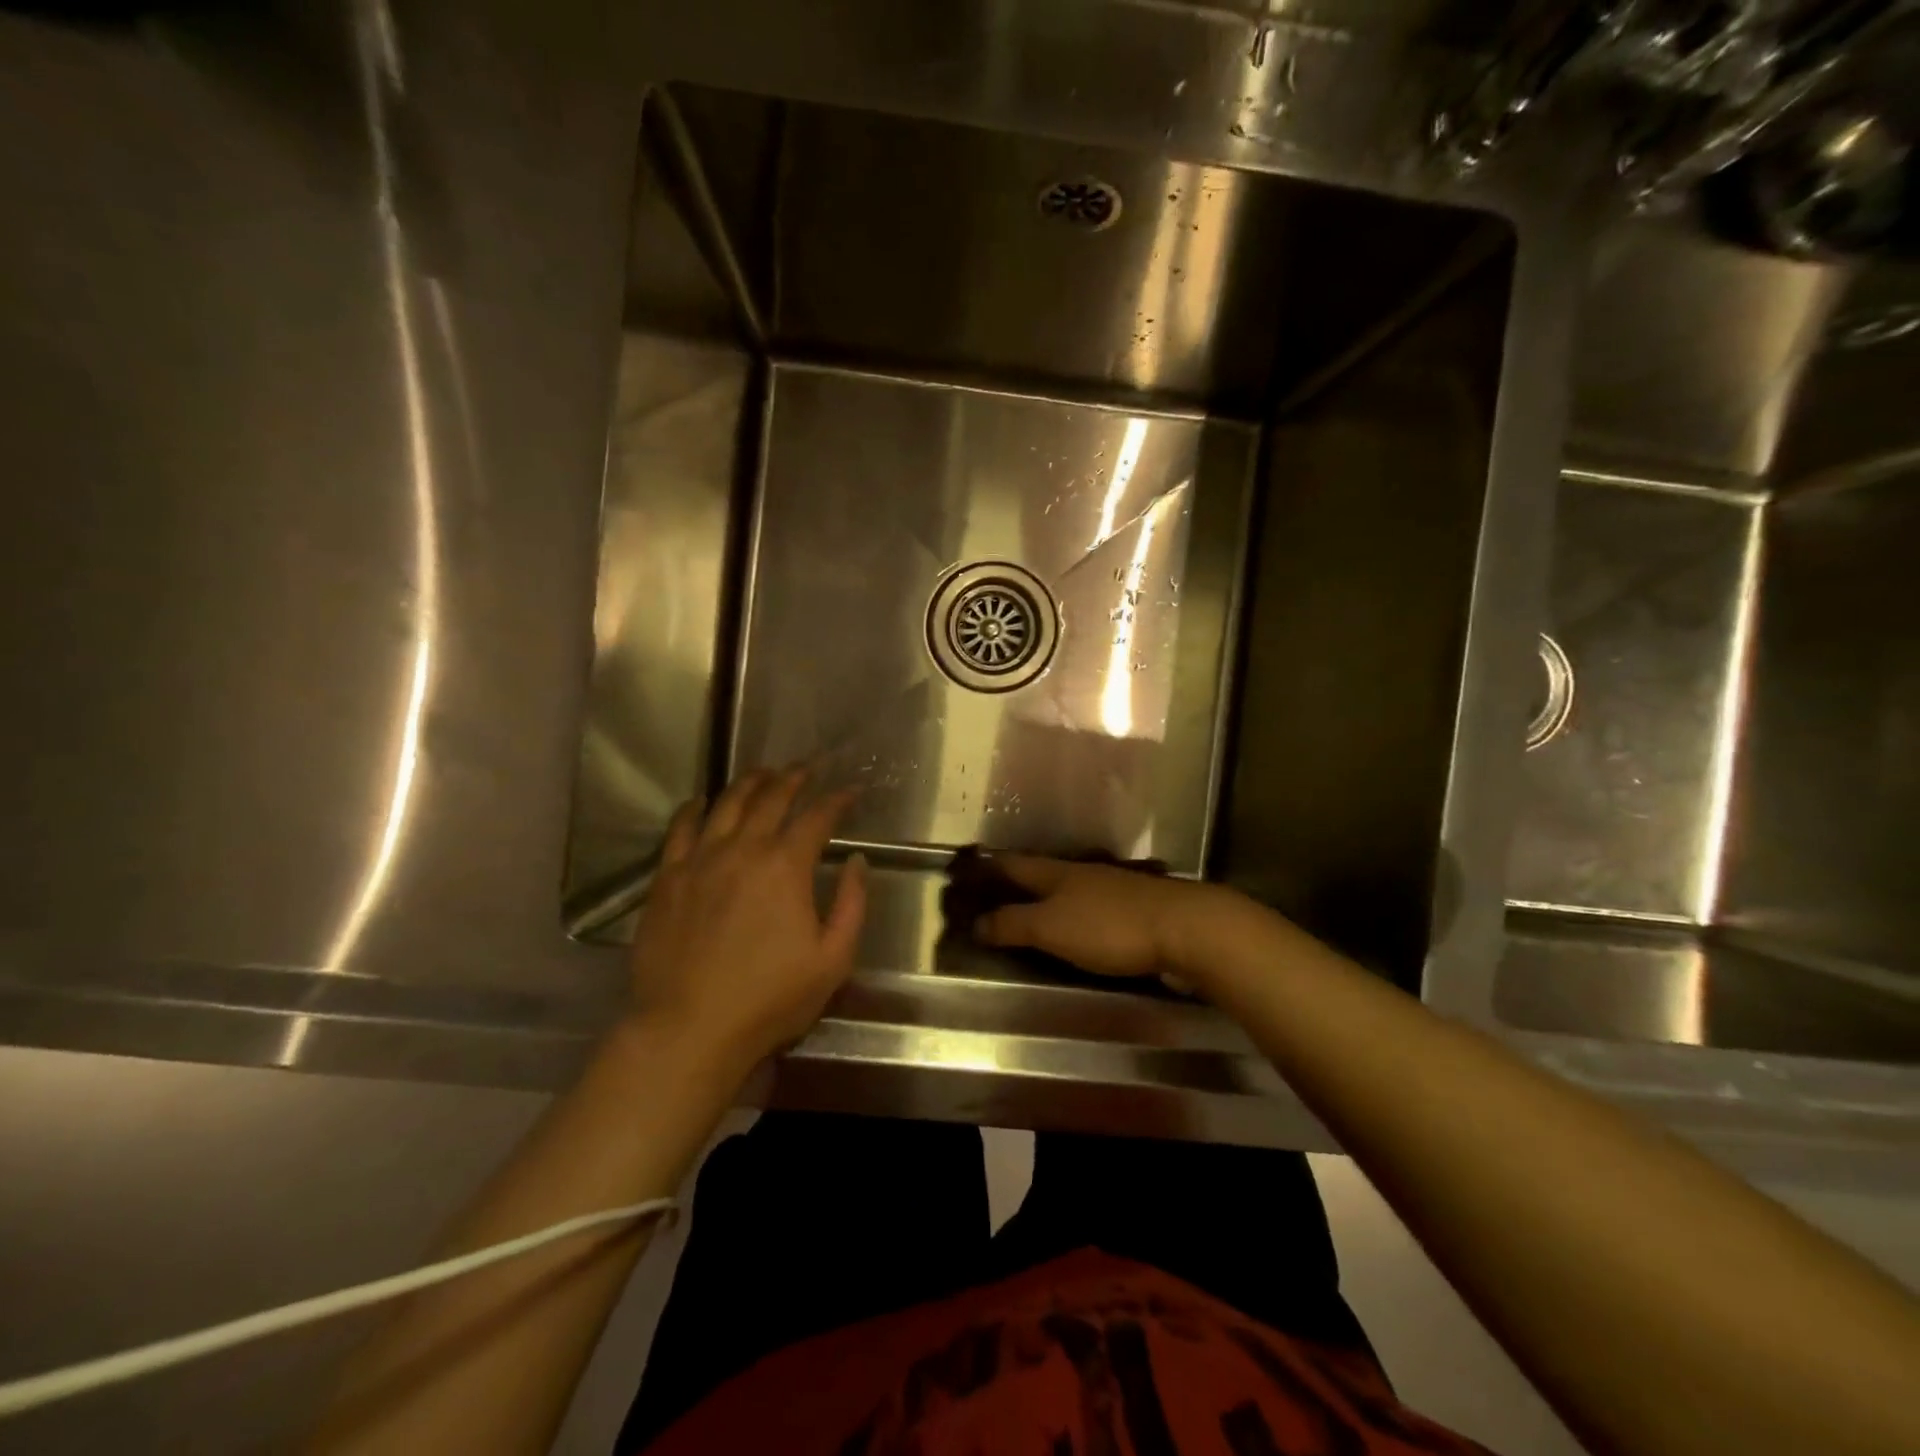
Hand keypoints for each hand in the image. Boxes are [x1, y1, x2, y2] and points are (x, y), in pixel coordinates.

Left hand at [626, 769, 865, 1074]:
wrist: (689, 1029)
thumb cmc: (769, 999)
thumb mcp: (833, 960)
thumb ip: (851, 904)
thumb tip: (856, 860)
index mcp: (786, 866)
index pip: (817, 817)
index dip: (837, 800)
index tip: (850, 792)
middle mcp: (743, 849)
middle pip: (771, 799)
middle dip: (793, 779)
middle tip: (806, 769)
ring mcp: (700, 860)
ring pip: (726, 804)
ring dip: (749, 783)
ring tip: (762, 773)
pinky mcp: (667, 878)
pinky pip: (680, 829)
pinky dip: (694, 808)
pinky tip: (702, 801)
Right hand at [970, 854, 1229, 980]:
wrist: (1186, 928)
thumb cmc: (1109, 927)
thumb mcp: (1051, 928)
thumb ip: (1012, 924)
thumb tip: (975, 922)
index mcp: (1055, 872)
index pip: (1011, 864)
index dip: (986, 868)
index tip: (963, 873)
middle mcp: (1081, 872)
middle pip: (1040, 871)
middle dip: (1015, 880)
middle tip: (991, 892)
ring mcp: (1111, 886)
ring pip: (1068, 885)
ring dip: (1046, 894)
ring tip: (1029, 906)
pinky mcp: (1135, 906)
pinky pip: (1092, 904)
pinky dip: (1075, 910)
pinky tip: (1077, 921)